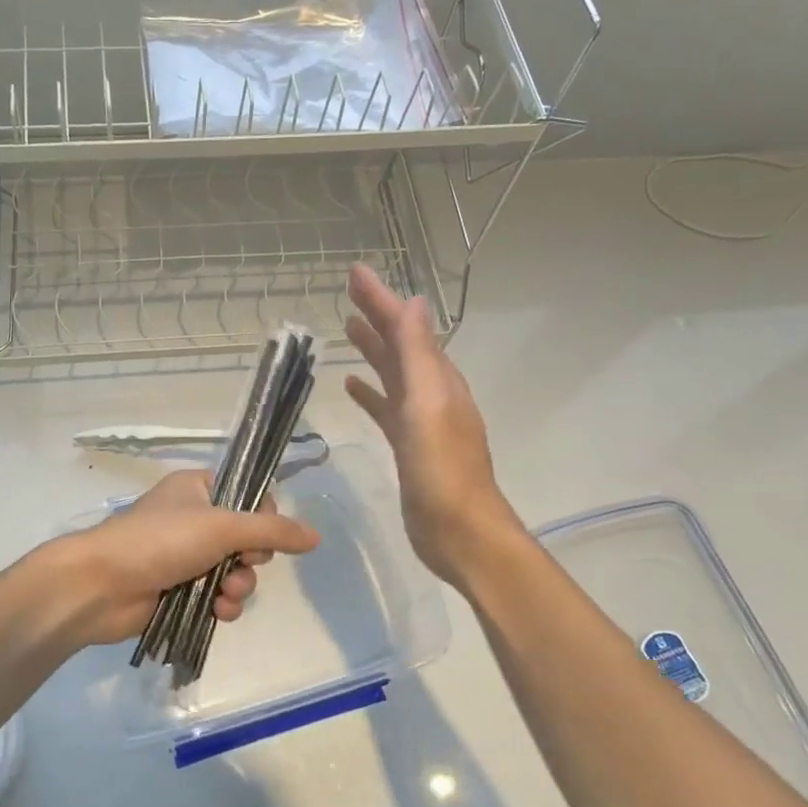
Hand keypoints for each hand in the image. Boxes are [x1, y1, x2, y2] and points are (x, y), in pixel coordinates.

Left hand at [34, 469, 319, 649]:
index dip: (264, 517)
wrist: (101, 586)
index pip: (249, 495)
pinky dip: (223, 605)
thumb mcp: (221, 526)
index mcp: (198, 488)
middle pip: (247, 538)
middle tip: (239, 566)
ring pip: (234, 571)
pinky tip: (218, 612)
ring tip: (224, 596)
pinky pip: (217, 596)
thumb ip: (272, 531)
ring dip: (239, 586)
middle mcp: (193, 519)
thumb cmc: (159, 541)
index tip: (262, 533)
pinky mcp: (179, 590)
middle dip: (250, 560)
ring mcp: (185, 556)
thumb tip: (316, 536)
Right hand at [344, 264, 522, 584]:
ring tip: (347, 329)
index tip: (355, 273)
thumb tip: (414, 302)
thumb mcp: (429, 406)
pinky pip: (386, 408)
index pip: (406, 328)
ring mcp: (421, 421)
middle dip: (376, 317)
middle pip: (400, 346)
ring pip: (393, 374)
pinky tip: (351, 388)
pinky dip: (371, 394)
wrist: (459, 533)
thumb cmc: (442, 470)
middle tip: (348, 293)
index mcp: (438, 380)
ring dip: (373, 350)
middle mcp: (432, 394)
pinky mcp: (409, 446)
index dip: (381, 299)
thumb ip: (419, 356)